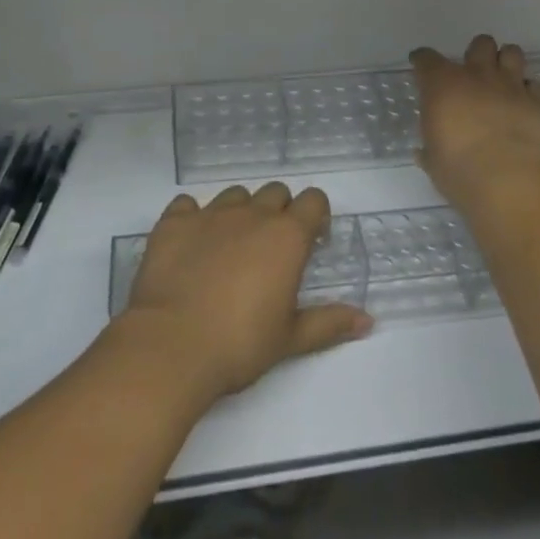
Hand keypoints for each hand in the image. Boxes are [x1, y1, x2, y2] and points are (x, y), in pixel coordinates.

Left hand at [123, 183, 372, 401]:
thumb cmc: (240, 344)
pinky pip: (187, 205)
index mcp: (287, 236)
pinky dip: (193, 218)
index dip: (316, 216)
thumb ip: (329, 322)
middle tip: (271, 247)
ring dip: (240, 212)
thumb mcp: (290, 338)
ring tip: (231, 246)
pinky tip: (191, 243)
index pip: (314, 200)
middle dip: (279, 211)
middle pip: (275, 192)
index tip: (311, 241)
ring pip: (234, 195)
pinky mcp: (173, 222)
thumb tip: (367, 319)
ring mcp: (210, 214)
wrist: (172, 346)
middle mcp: (252, 214)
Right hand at [411, 35, 539, 208]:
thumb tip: (425, 151)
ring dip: (506, 62)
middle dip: (476, 54)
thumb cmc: (458, 170)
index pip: (426, 59)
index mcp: (443, 85)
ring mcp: (512, 85)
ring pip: (512, 53)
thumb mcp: (433, 160)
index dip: (422, 61)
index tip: (420, 66)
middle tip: (473, 74)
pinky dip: (529, 92)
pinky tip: (525, 106)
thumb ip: (430, 148)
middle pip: (480, 44)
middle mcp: (478, 75)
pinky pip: (535, 85)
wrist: (508, 180)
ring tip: (502, 80)